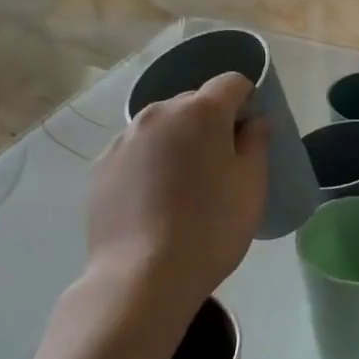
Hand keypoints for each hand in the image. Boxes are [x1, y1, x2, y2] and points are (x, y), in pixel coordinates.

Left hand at [82, 73, 268, 313]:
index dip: (247, 99)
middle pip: (193, 103)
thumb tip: (253, 121)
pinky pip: (136, 152)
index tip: (251, 132)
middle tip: (220, 165)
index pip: (231, 82)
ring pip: (161, 127)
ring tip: (184, 187)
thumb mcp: (252, 185)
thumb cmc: (212, 227)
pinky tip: (155, 202)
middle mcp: (157, 113)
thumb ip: (257, 142)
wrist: (144, 276)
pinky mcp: (101, 167)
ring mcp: (123, 139)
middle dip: (211, 122)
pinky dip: (150, 164)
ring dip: (178, 142)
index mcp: (200, 111)